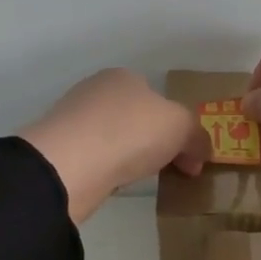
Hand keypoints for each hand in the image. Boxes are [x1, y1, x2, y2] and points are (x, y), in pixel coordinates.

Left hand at [20, 69, 207, 221]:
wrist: (69, 165)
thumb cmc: (131, 132)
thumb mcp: (182, 127)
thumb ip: (197, 136)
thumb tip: (200, 154)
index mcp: (125, 77)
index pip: (159, 98)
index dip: (179, 126)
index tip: (190, 157)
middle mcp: (96, 92)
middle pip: (138, 118)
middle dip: (157, 143)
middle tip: (171, 170)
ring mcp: (74, 120)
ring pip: (116, 139)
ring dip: (131, 157)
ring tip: (142, 179)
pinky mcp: (60, 150)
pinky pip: (97, 159)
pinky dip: (110, 170)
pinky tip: (115, 183)